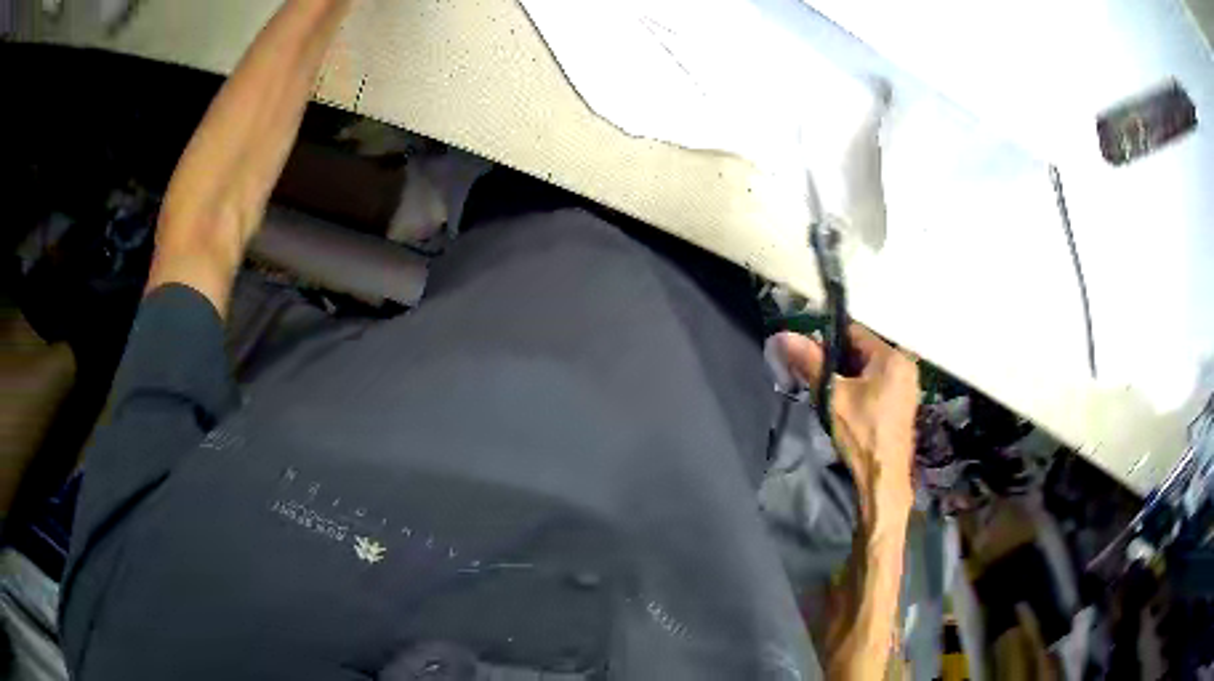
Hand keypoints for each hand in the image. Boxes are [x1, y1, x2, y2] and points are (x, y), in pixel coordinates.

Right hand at [778, 324, 918, 530]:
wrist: (882, 477)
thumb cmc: (861, 432)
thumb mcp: (832, 395)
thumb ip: (810, 363)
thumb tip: (782, 336)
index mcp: (892, 357)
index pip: (854, 332)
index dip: (827, 341)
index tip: (808, 357)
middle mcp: (905, 365)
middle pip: (862, 350)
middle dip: (837, 361)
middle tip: (815, 378)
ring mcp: (906, 385)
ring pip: (868, 369)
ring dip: (846, 376)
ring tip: (828, 393)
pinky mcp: (902, 403)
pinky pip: (877, 383)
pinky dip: (859, 388)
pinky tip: (844, 405)